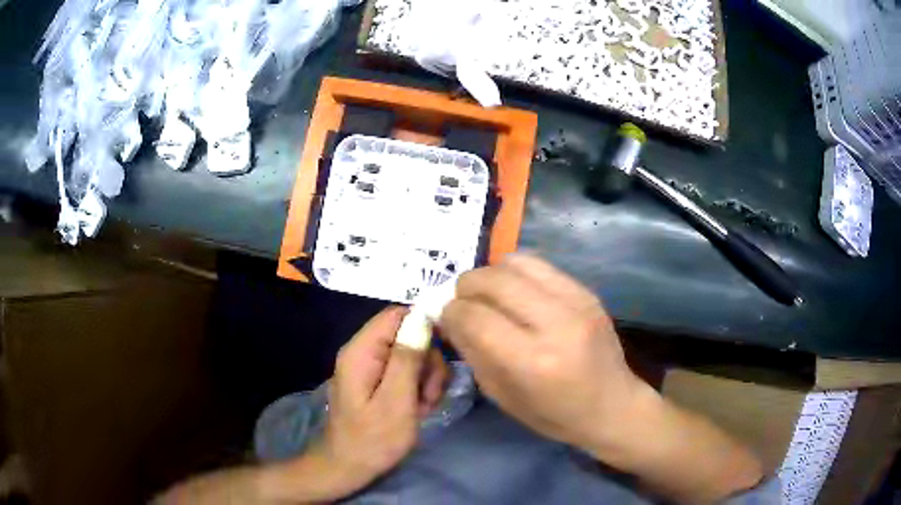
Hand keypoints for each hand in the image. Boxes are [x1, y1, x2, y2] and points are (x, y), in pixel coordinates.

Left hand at [308, 306, 448, 496]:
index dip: (425, 325)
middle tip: (429, 395)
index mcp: (362, 351)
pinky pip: (406, 373)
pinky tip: (417, 410)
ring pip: (412, 356)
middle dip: (427, 363)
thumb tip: (423, 316)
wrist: (349, 468)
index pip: (397, 315)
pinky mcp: (377, 382)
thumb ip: (407, 358)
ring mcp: (370, 368)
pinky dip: (418, 389)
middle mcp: (364, 352)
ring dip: (426, 380)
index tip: (447, 350)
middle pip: (408, 336)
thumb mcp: (396, 401)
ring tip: (423, 407)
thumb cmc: (372, 440)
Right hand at [440, 255, 763, 503]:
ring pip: (515, 262)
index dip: (451, 313)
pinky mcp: (587, 291)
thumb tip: (449, 315)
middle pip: (492, 281)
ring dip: (490, 275)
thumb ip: (473, 351)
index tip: (446, 317)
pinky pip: (540, 264)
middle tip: (462, 302)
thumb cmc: (555, 414)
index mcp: (531, 361)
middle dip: (465, 288)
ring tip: (488, 294)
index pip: (474, 317)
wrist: (613, 405)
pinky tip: (516, 292)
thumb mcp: (503, 396)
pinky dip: (516, 272)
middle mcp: (555, 324)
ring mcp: (576, 301)